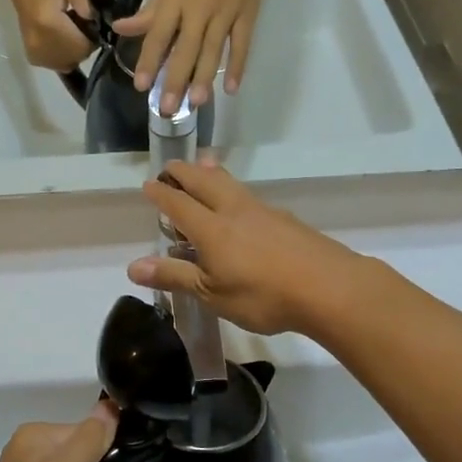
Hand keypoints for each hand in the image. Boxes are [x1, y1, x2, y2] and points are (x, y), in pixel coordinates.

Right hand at [11, 0, 95, 71]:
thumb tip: (91, 17)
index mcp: (50, 24)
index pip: (82, 46)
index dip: (92, 39)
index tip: (91, 25)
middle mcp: (41, 43)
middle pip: (75, 58)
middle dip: (83, 46)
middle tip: (80, 27)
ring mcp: (35, 53)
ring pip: (67, 64)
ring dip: (73, 52)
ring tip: (68, 32)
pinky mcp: (32, 57)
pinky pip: (56, 65)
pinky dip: (62, 56)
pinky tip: (58, 39)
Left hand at [116, 0, 263, 113]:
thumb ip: (149, 11)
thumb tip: (121, 29)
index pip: (159, 35)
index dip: (149, 61)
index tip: (141, 86)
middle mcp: (199, 9)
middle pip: (186, 49)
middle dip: (175, 80)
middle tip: (167, 109)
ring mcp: (226, 12)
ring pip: (213, 51)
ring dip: (204, 78)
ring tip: (196, 104)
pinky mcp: (247, 14)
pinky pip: (242, 44)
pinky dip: (237, 66)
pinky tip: (231, 89)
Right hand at [129, 160, 362, 336]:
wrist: (330, 288)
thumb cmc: (263, 295)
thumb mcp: (212, 294)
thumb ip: (175, 277)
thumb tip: (132, 267)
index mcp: (211, 228)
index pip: (178, 203)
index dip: (161, 193)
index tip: (148, 185)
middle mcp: (234, 211)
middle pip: (204, 181)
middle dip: (184, 172)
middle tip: (170, 167)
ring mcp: (263, 212)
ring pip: (230, 183)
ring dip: (211, 173)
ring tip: (204, 166)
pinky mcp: (285, 220)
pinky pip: (249, 196)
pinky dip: (233, 190)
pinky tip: (240, 204)